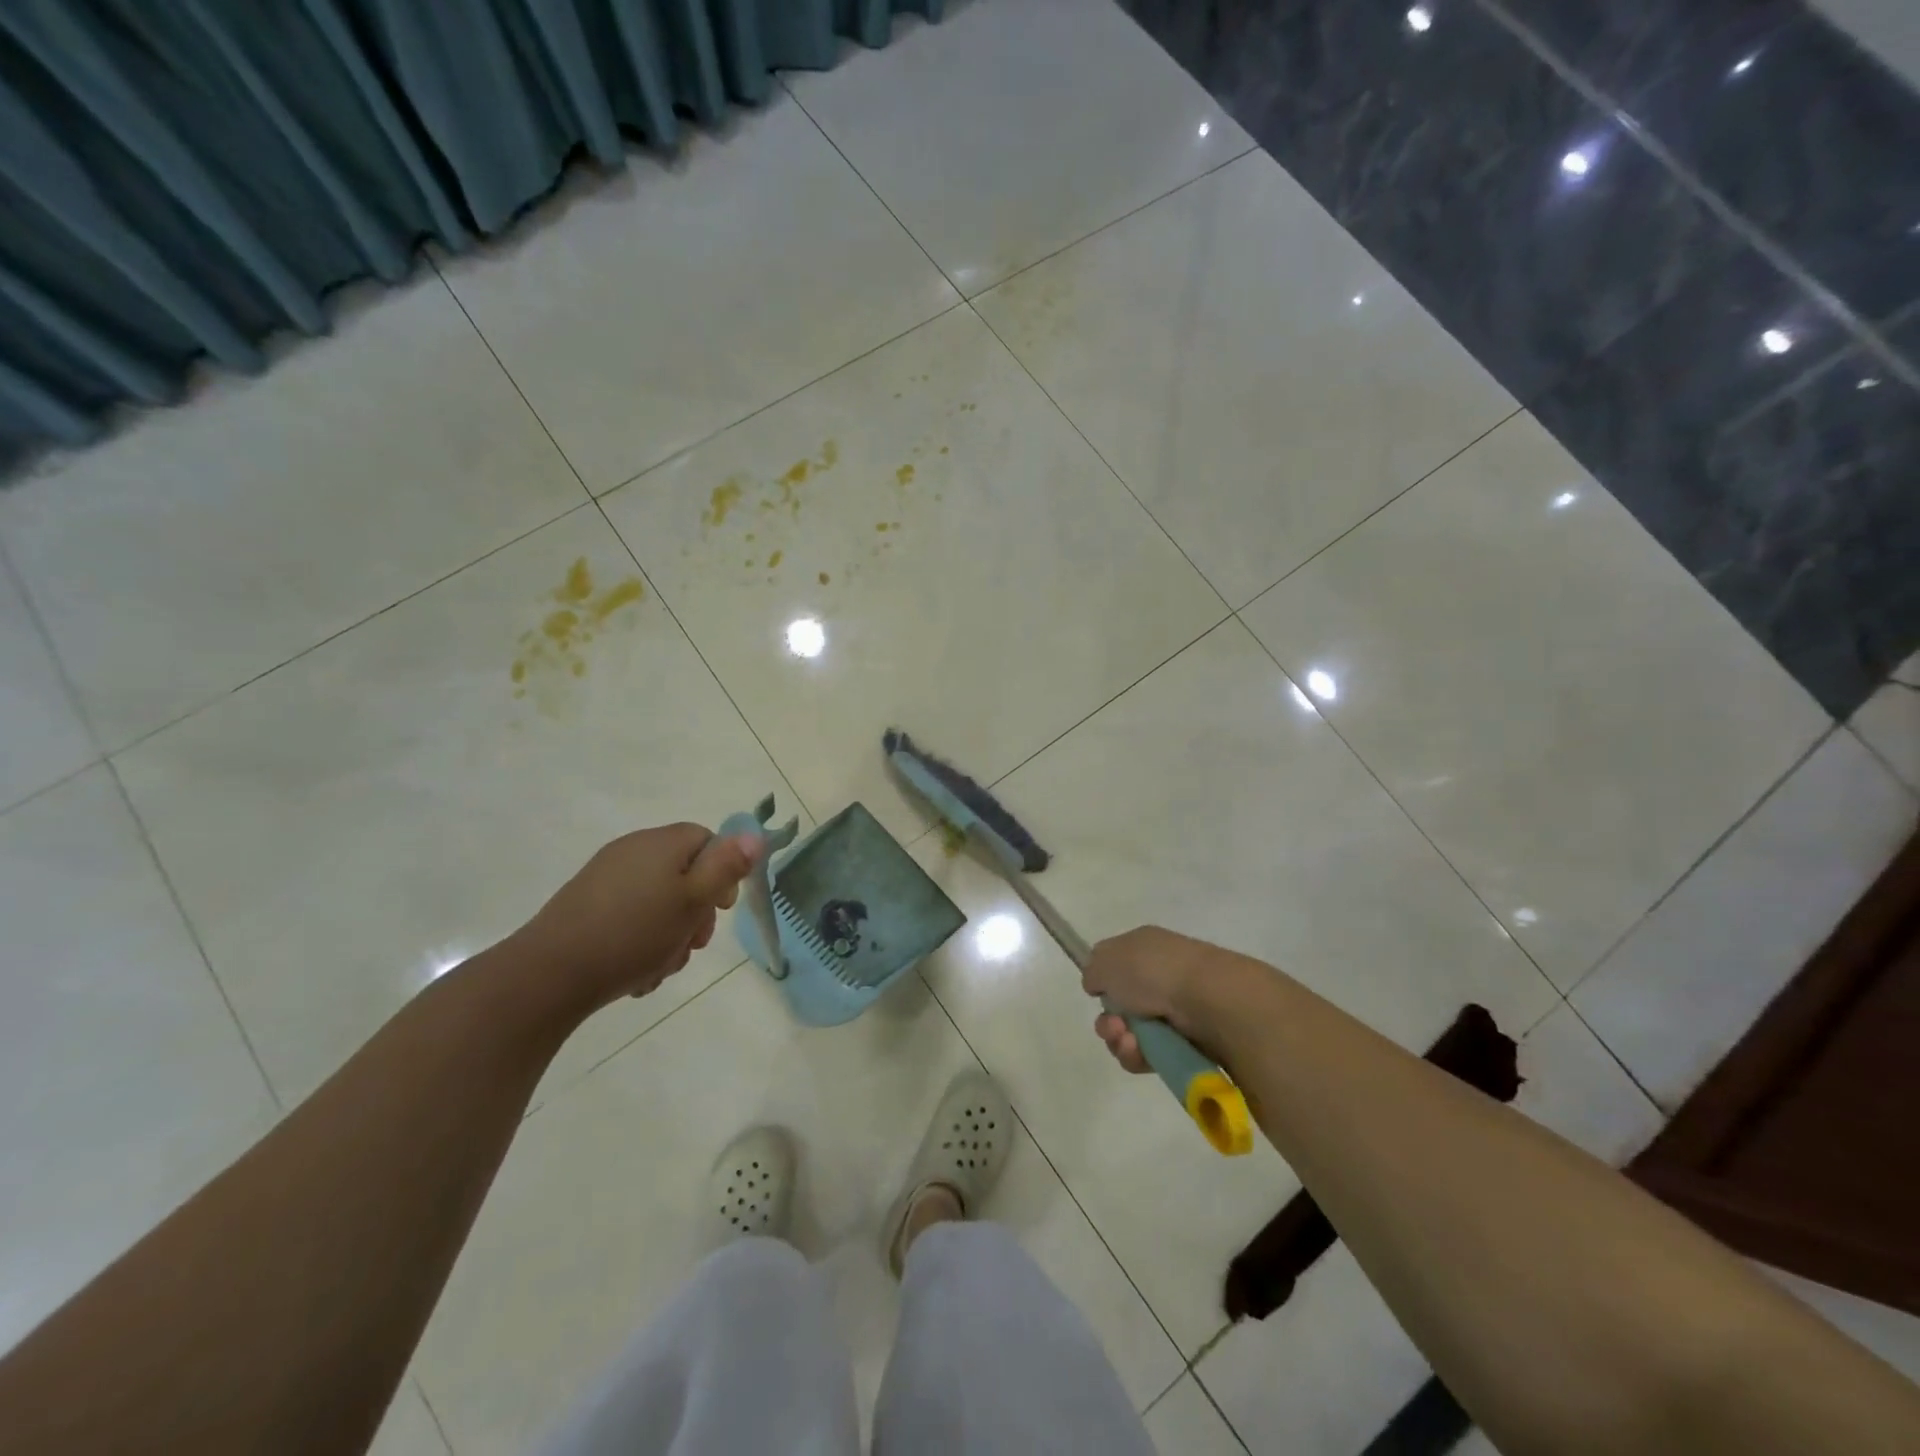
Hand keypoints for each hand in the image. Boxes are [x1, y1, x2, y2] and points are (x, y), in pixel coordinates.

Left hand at [511, 824, 760, 1014]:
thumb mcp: (692, 900)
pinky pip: (630, 918)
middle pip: (684, 873)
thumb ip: (726, 867)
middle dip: (696, 912)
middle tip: (694, 944)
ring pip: (658, 901)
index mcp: (661, 843)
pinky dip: (641, 942)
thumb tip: (754, 834)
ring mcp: (605, 879)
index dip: (723, 872)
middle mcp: (632, 851)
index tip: (721, 909)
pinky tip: (638, 974)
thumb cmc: (633, 934)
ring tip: (663, 966)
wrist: (548, 975)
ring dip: (670, 934)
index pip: (708, 840)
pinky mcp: (585, 907)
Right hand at [1083, 925, 1226, 1075]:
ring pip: (1131, 1034)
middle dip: (1108, 1020)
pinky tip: (1139, 1052)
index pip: (1115, 963)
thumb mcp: (1107, 959)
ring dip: (1120, 1040)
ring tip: (1128, 1041)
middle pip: (1120, 1006)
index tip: (1095, 991)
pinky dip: (1139, 1056)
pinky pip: (1150, 1055)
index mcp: (1145, 947)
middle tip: (1113, 1025)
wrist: (1209, 1001)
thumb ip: (1093, 970)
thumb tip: (1098, 983)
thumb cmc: (1154, 971)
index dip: (1102, 980)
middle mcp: (1161, 976)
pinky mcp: (1186, 1044)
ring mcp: (1175, 1011)